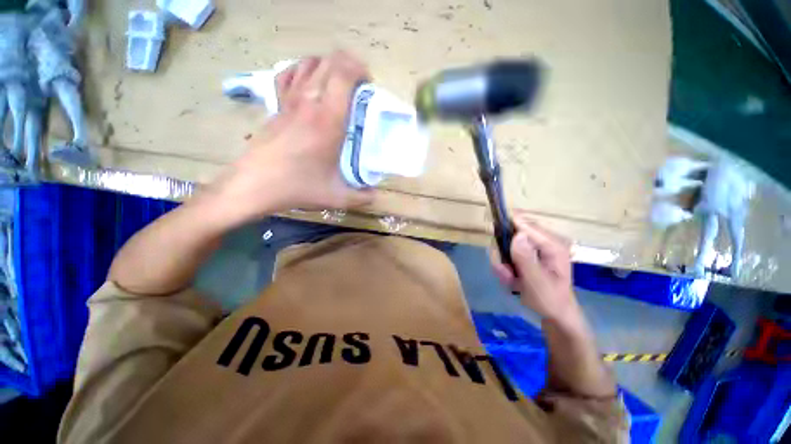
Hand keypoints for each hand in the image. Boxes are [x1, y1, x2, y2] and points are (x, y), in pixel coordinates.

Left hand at [210, 51, 373, 225]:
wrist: (255, 185)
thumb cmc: (298, 188)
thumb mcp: (337, 197)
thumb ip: (362, 198)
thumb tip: (376, 195)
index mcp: (328, 120)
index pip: (343, 75)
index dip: (359, 69)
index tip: (369, 84)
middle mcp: (309, 103)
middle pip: (329, 63)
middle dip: (348, 64)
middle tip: (359, 85)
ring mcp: (289, 101)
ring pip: (308, 64)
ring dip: (327, 66)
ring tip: (338, 83)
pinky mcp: (276, 106)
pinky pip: (288, 75)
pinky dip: (302, 70)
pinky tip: (309, 83)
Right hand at [491, 213, 578, 321]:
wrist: (554, 314)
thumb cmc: (550, 300)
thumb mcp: (537, 282)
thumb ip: (526, 259)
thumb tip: (517, 235)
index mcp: (552, 245)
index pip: (524, 225)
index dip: (506, 228)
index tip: (494, 242)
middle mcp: (542, 242)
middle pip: (511, 234)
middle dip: (502, 253)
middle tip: (504, 272)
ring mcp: (533, 249)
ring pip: (505, 245)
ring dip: (502, 263)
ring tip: (508, 279)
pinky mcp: (526, 255)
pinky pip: (506, 254)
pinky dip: (504, 266)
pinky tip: (509, 279)